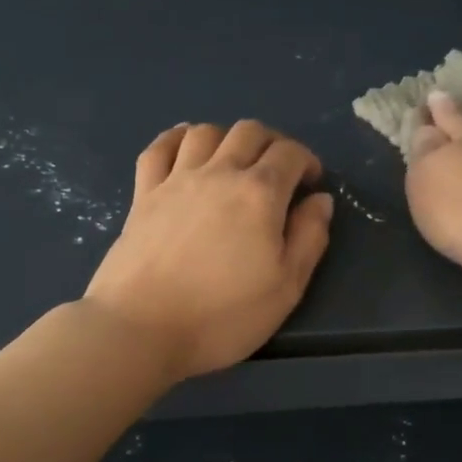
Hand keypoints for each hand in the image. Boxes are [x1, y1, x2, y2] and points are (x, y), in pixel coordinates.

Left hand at [84, 120, 334, 382]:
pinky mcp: (143, 194)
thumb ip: (309, 238)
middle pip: (249, 132)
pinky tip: (185, 146)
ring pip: (206, 132)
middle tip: (279, 170)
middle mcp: (219, 173)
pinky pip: (160, 148)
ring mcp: (176, 180)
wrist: (141, 329)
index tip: (311, 182)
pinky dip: (176, 138)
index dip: (307, 160)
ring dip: (228, 138)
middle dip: (272, 143)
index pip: (289, 154)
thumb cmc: (222, 315)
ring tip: (235, 161)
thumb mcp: (286, 287)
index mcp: (260, 194)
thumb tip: (320, 199)